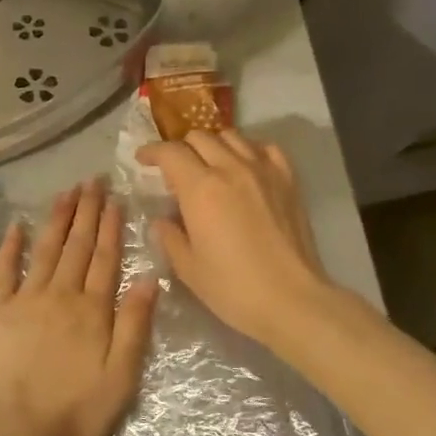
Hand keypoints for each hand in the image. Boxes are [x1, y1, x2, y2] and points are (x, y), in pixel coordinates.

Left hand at [0, 181, 158, 435]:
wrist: (17, 431)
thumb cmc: (76, 410)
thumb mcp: (121, 375)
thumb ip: (135, 325)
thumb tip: (148, 278)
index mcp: (93, 309)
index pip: (105, 257)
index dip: (111, 226)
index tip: (114, 198)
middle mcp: (61, 294)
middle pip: (77, 245)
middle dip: (87, 211)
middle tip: (93, 181)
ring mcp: (26, 299)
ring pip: (46, 248)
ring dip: (57, 218)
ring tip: (67, 191)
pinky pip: (5, 270)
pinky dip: (11, 246)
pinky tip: (16, 225)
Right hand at [136, 131, 339, 352]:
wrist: (293, 300)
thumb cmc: (234, 288)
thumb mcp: (188, 268)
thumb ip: (170, 236)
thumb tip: (163, 220)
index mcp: (201, 189)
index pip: (170, 152)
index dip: (152, 151)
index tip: (143, 160)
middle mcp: (231, 168)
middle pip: (199, 137)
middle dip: (181, 148)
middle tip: (175, 170)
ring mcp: (263, 170)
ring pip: (231, 136)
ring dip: (213, 145)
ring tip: (209, 166)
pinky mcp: (288, 179)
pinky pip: (264, 147)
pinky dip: (248, 150)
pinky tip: (244, 168)